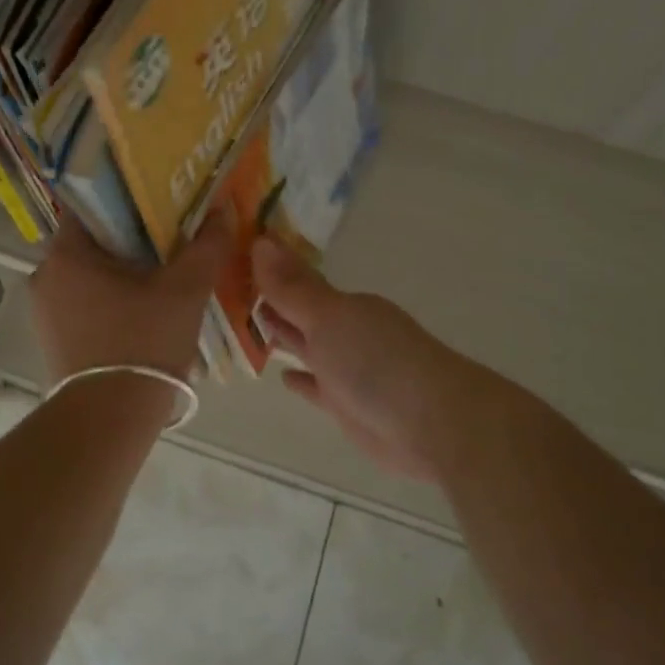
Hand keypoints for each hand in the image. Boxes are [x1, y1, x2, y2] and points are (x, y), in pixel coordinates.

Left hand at [29, 215, 231, 382]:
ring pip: (90, 274)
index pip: (92, 205)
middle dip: (131, 239)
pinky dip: (111, 299)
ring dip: (122, 272)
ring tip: (163, 274)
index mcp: (66, 254)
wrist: (109, 420)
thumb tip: (223, 210)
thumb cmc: (143, 343)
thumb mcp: (185, 291)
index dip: (128, 200)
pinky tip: (143, 310)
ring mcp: (45, 311)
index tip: (160, 203)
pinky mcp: (53, 339)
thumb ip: (206, 246)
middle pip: (93, 241)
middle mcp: (45, 276)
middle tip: (171, 239)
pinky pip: (84, 303)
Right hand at [252, 237, 462, 479]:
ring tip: (248, 326)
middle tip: (231, 290)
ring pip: (308, 347)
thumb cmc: (376, 361)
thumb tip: (262, 240)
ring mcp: (348, 369)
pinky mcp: (348, 406)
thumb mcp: (327, 318)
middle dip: (273, 302)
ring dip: (284, 337)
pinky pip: (317, 387)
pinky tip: (282, 377)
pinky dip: (301, 380)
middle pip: (302, 313)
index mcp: (345, 305)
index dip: (269, 273)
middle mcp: (347, 331)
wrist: (433, 424)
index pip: (299, 282)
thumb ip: (292, 287)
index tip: (234, 262)